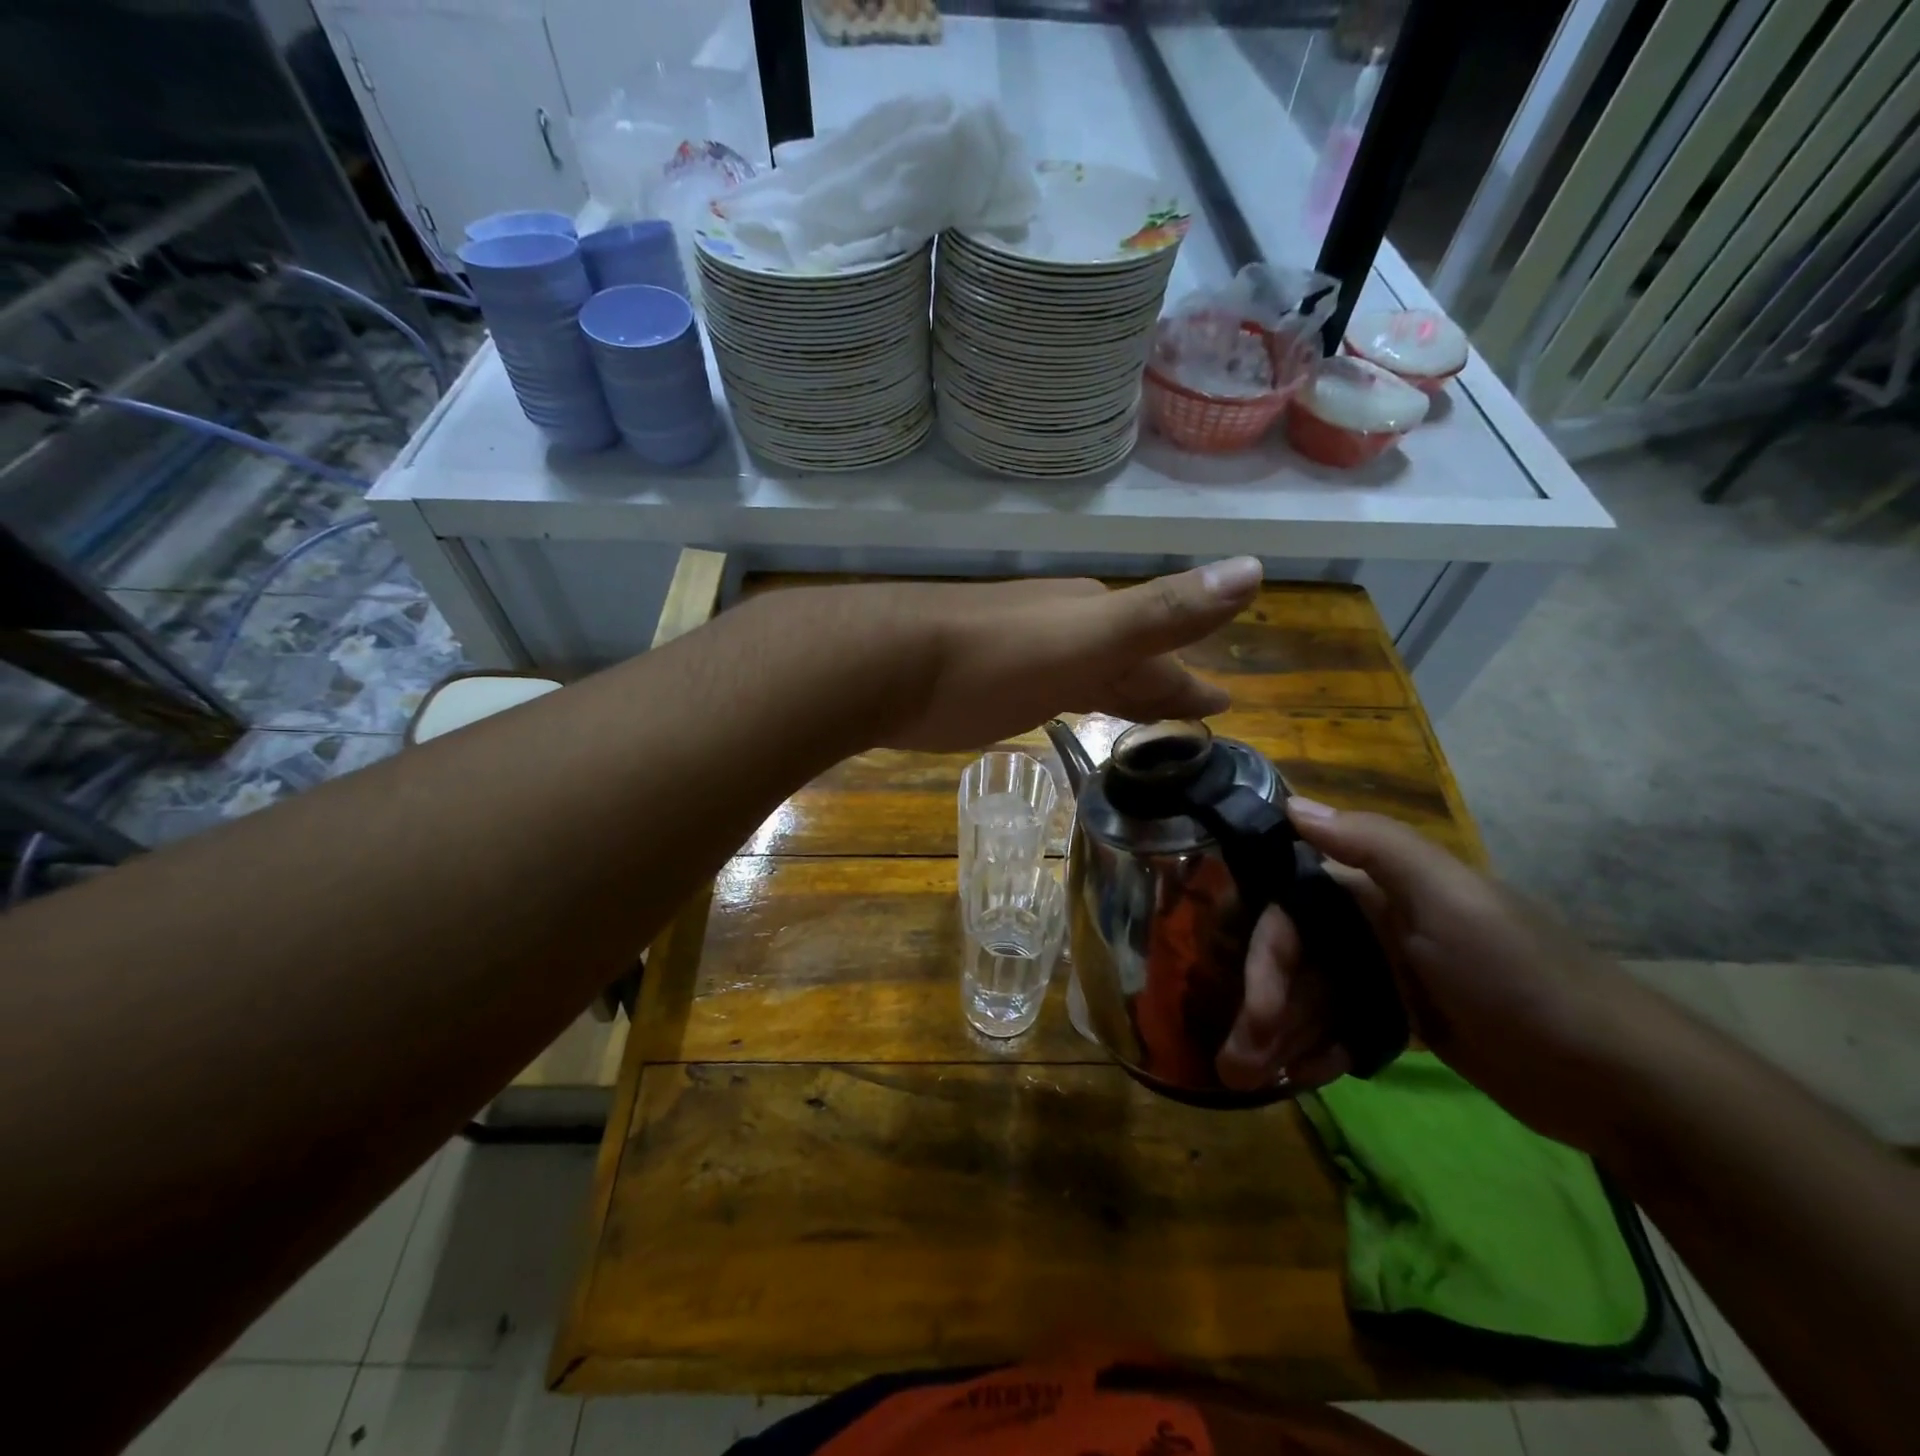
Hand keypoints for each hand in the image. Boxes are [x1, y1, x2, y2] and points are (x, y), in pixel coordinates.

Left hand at [880, 558, 1264, 751]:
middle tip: (1194, 714)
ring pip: (1085, 671)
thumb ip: (1162, 611)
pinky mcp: (983, 679)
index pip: (1160, 650)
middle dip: (1160, 684)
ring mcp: (1020, 651)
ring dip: (1116, 691)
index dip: (1191, 680)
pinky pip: (1047, 687)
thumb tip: (1255, 568)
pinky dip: (1070, 699)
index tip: (1224, 703)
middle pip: (1125, 659)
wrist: (883, 663)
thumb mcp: (1085, 638)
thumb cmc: (990, 660)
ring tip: (1142, 717)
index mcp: (1092, 618)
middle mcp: (1060, 627)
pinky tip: (1063, 707)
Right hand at [1216, 799, 1636, 1151]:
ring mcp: (1389, 973)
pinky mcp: (1404, 1018)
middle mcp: (1374, 923)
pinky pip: (1339, 1026)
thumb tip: (1290, 804)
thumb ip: (1374, 845)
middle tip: (1240, 1066)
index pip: (1290, 913)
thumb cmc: (1523, 979)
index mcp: (1377, 888)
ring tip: (1257, 1081)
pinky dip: (1318, 1049)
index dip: (1265, 959)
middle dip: (1263, 1009)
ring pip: (1311, 997)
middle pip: (1294, 960)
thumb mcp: (1452, 901)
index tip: (1255, 1012)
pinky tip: (1308, 1078)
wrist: (1620, 1079)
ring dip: (1280, 1036)